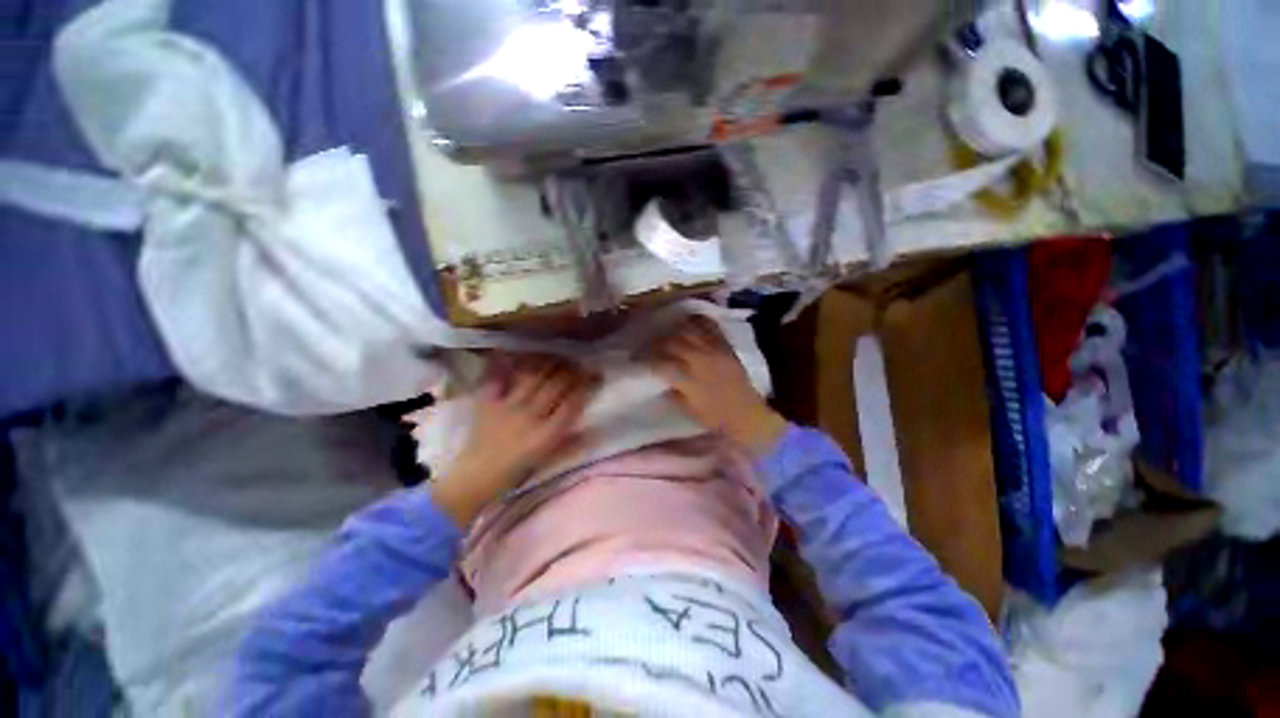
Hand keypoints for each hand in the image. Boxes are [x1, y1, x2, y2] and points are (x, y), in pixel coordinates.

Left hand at [432, 353, 598, 525]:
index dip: (586, 386)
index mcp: (546, 435)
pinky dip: (502, 363)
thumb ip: (572, 443)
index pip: (572, 404)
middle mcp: (529, 417)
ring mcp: (507, 407)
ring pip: (532, 377)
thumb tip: (595, 429)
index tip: (595, 374)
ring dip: (548, 363)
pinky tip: (510, 350)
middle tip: (579, 361)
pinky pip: (496, 378)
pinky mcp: (488, 403)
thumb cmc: (517, 470)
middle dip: (571, 370)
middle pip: (555, 386)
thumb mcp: (549, 459)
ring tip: (557, 353)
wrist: (477, 476)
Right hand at [647, 316, 785, 454]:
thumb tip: (660, 378)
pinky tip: (688, 325)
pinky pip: (708, 324)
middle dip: (656, 343)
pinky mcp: (725, 344)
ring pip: (687, 329)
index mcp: (690, 381)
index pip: (661, 363)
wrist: (749, 413)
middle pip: (672, 342)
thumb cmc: (717, 418)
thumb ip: (673, 392)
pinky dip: (695, 321)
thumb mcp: (690, 411)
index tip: (638, 360)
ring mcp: (714, 349)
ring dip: (673, 330)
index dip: (647, 360)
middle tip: (650, 346)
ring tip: (667, 334)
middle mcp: (700, 360)